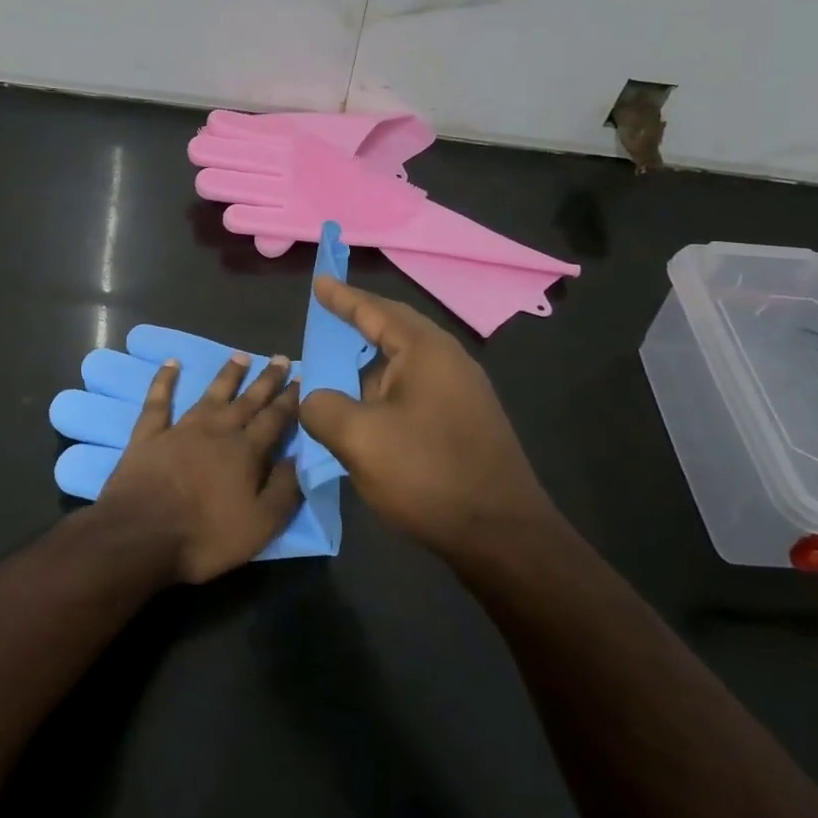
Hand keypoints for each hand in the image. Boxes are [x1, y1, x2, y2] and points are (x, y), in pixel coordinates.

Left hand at [95, 352, 302, 584]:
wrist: (140, 535)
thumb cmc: (205, 536)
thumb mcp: (260, 525)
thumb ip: (284, 489)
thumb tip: (301, 457)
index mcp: (245, 452)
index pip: (274, 419)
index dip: (290, 400)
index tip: (301, 379)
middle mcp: (217, 431)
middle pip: (247, 401)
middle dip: (266, 380)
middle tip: (280, 358)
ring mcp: (181, 429)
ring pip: (210, 394)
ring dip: (227, 375)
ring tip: (241, 356)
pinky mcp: (149, 435)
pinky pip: (158, 401)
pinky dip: (164, 380)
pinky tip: (171, 363)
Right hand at [300, 276, 555, 554]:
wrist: (502, 535)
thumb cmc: (428, 474)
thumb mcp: (359, 439)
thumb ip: (322, 408)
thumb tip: (315, 399)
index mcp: (426, 351)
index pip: (375, 311)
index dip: (342, 297)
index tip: (318, 282)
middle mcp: (449, 361)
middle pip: (394, 332)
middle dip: (358, 327)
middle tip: (326, 319)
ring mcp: (462, 392)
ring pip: (403, 367)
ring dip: (369, 370)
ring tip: (337, 377)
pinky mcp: (465, 422)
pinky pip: (414, 392)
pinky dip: (384, 395)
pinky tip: (368, 417)